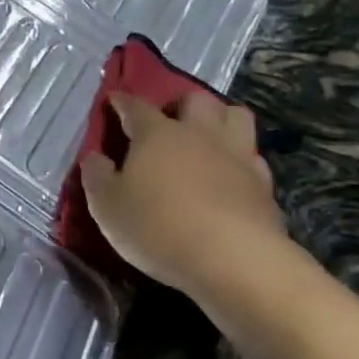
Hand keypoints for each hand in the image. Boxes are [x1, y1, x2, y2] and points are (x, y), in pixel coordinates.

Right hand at [79, 92, 292, 310]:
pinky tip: (231, 175)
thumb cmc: (158, 228)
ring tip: (207, 138)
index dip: (122, 102)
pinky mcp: (264, 184)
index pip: (135, 106)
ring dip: (220, 119)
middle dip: (181, 104)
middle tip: (170, 122)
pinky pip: (253, 157)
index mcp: (156, 134)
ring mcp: (236, 155)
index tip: (114, 100)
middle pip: (195, 100)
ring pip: (236, 116)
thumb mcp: (107, 208)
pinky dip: (241, 159)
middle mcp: (198, 134)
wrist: (233, 258)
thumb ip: (97, 177)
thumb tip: (94, 158)